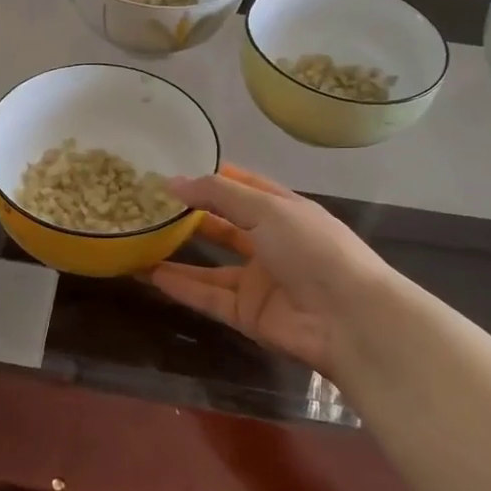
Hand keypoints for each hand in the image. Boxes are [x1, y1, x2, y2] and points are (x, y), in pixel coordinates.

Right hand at [148, 165, 395, 378]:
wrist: (349, 319)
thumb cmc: (313, 249)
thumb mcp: (267, 209)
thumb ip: (218, 195)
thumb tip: (172, 182)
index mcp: (283, 211)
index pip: (243, 187)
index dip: (211, 178)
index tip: (173, 171)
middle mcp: (270, 243)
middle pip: (223, 226)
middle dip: (190, 216)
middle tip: (148, 207)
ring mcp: (258, 281)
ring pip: (210, 266)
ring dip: (178, 254)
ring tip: (141, 241)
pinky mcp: (247, 314)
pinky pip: (207, 296)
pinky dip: (181, 286)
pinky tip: (149, 274)